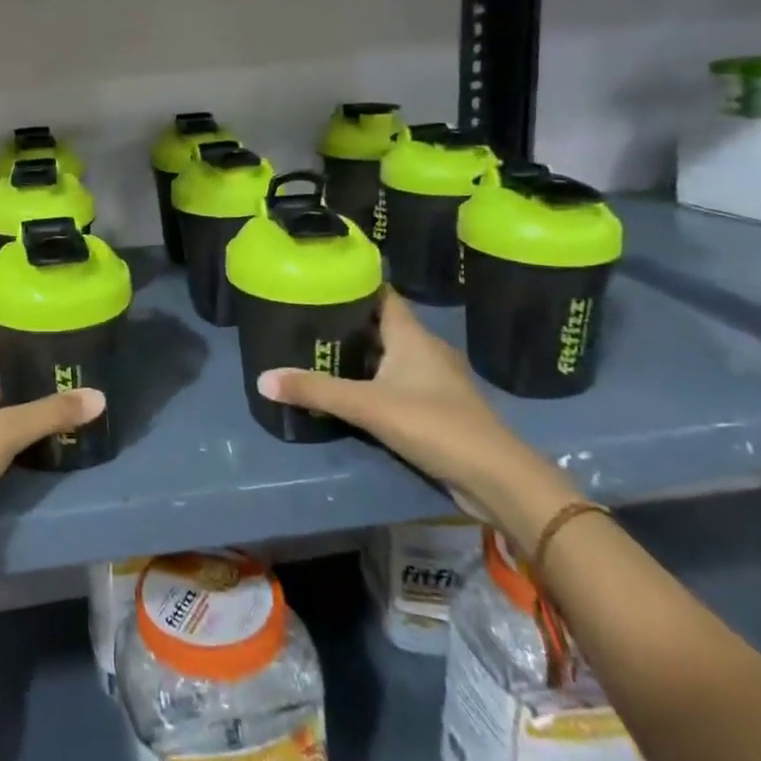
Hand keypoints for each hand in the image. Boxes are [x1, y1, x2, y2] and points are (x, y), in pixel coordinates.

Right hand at [255, 292, 563, 527]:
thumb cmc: (434, 425)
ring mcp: (436, 381)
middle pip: (382, 325)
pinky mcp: (439, 409)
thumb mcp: (367, 406)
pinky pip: (400, 383)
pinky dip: (376, 382)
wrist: (497, 479)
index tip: (321, 281)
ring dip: (362, 355)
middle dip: (348, 322)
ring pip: (391, 356)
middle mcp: (425, 350)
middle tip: (307, 320)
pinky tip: (352, 393)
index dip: (353, 285)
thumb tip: (262, 378)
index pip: (381, 295)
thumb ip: (316, 391)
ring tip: (321, 353)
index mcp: (412, 335)